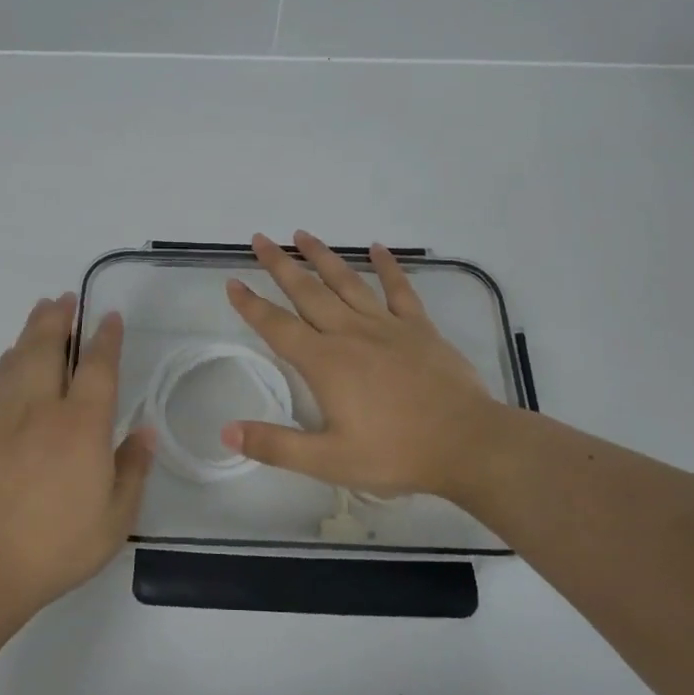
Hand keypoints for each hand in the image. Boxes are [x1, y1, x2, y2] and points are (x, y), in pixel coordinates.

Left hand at [0, 293, 153, 615]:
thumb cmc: (59, 544)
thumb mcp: (115, 517)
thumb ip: (132, 469)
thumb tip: (143, 431)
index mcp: (81, 427)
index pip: (97, 368)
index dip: (105, 339)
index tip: (110, 317)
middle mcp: (43, 410)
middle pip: (49, 348)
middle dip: (59, 319)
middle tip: (67, 297)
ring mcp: (8, 418)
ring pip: (20, 358)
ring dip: (33, 330)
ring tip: (43, 310)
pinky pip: (0, 380)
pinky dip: (11, 358)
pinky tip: (14, 354)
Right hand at [222, 232, 498, 499]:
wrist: (467, 444)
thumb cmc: (395, 453)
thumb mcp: (328, 461)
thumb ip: (275, 445)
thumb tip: (226, 432)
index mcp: (324, 363)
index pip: (277, 327)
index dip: (251, 305)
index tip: (232, 282)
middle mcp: (350, 334)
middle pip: (307, 292)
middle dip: (280, 265)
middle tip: (260, 239)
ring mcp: (387, 326)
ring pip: (347, 282)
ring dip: (323, 257)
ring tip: (303, 234)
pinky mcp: (419, 328)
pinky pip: (400, 289)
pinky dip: (388, 267)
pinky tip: (377, 248)